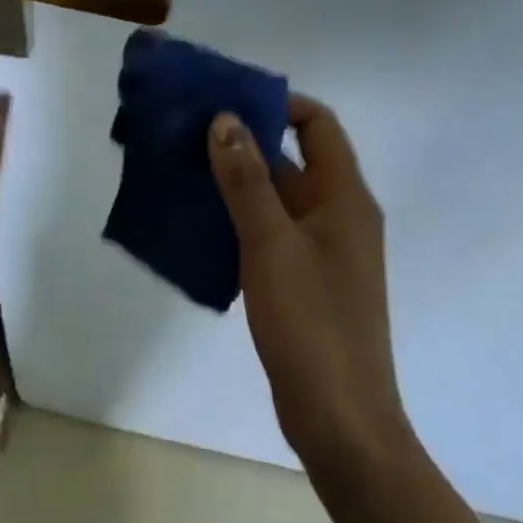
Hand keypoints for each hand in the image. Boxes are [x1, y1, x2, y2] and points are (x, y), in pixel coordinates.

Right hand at [208, 95, 412, 476]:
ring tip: (180, 166)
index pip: (317, 124)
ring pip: (274, 195)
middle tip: (187, 129)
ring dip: (233, 179)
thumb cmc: (312, 325)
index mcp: (343, 198)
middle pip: (291, 157)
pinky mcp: (301, 278)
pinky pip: (266, 229)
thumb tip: (225, 119)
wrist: (340, 422)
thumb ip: (247, 179)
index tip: (226, 100)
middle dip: (242, 139)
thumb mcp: (271, 245)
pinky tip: (195, 219)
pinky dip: (235, 216)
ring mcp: (319, 249)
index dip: (277, 103)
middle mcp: (336, 214)